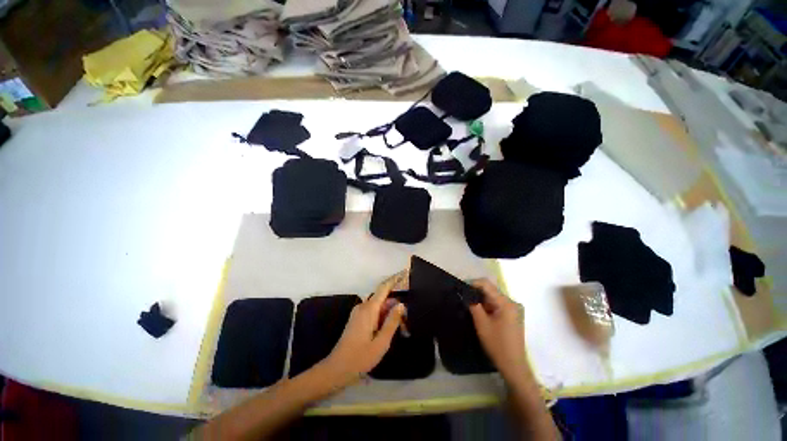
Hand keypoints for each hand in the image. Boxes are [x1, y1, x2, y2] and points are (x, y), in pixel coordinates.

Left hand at [322, 272, 407, 385]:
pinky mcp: (357, 319)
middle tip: (407, 318)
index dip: (395, 279)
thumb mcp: (381, 342)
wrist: (337, 369)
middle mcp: (363, 306)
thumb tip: (401, 304)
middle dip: (395, 304)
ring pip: (378, 305)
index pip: (384, 287)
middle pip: (382, 297)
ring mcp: (358, 312)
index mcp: (369, 309)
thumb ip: (392, 321)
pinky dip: (382, 316)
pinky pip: (373, 311)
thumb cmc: (360, 357)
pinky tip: (388, 328)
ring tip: (401, 325)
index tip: (405, 272)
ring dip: (389, 311)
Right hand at [469, 279, 529, 380]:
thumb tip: (465, 293)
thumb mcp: (481, 323)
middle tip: (462, 296)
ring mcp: (512, 309)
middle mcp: (511, 302)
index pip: (486, 284)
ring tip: (468, 304)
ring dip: (480, 299)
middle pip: (490, 290)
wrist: (513, 365)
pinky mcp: (511, 316)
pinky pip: (496, 304)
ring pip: (492, 297)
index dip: (472, 283)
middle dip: (476, 291)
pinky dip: (486, 306)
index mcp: (505, 302)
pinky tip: (478, 312)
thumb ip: (473, 305)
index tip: (461, 287)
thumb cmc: (497, 344)